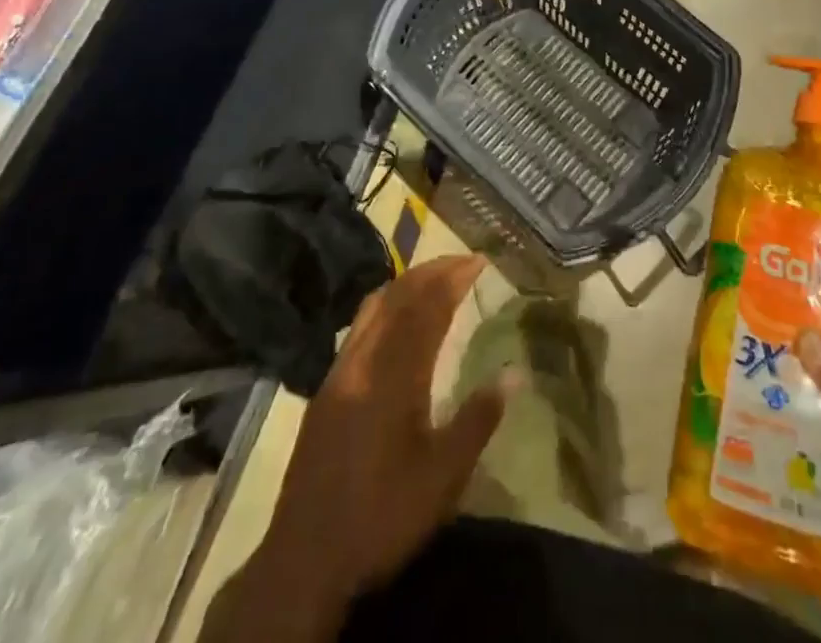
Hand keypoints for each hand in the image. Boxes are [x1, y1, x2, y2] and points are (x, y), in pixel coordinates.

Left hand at [205, 255, 510, 642]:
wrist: (304, 560)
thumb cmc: (382, 517)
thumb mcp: (442, 477)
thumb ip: (478, 419)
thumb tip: (515, 373)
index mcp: (395, 376)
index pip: (428, 308)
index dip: (454, 278)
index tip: (479, 260)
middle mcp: (365, 361)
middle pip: (399, 296)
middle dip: (433, 271)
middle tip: (464, 261)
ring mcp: (340, 371)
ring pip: (374, 306)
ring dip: (407, 283)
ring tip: (436, 278)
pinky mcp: (326, 388)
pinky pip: (360, 325)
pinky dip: (386, 304)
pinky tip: (397, 319)